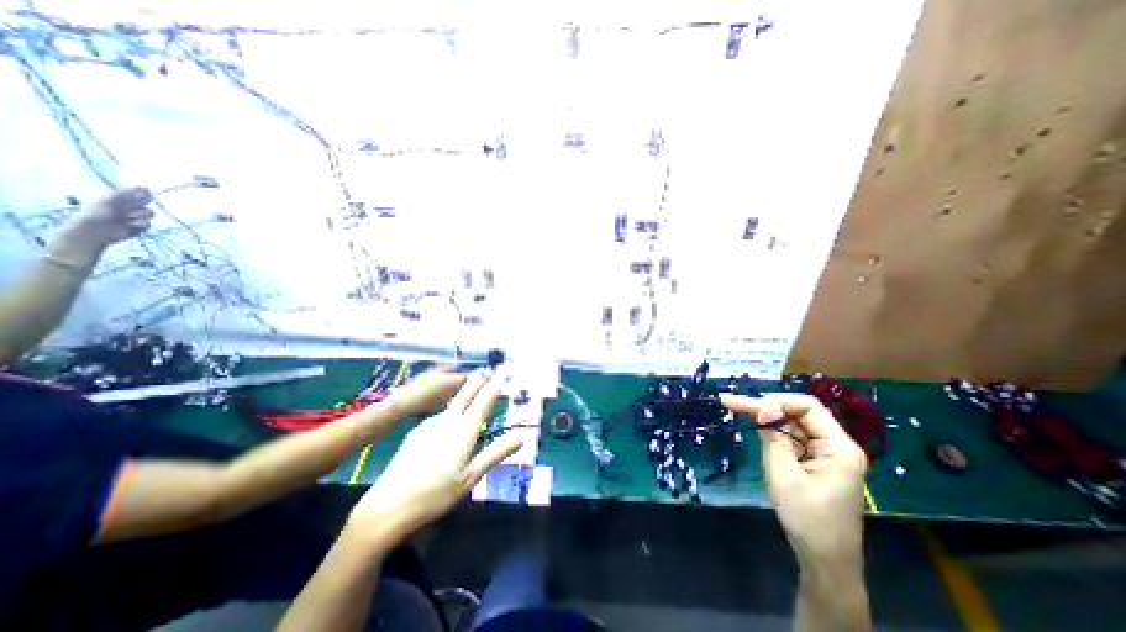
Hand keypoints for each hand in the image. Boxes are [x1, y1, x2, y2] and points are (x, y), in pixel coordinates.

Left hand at [61, 185, 152, 249]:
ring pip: (149, 213)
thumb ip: (125, 194)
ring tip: (129, 217)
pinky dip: (141, 224)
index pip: (135, 192)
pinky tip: (131, 225)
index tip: (147, 190)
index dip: (142, 191)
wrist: (94, 232)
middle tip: (137, 204)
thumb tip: (144, 186)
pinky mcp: (140, 226)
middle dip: (143, 203)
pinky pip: (148, 223)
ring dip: (142, 215)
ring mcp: (135, 216)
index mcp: (118, 198)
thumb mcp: (108, 201)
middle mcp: (128, 206)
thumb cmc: (95, 214)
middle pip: (145, 202)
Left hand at [349, 373, 524, 545]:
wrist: (387, 506)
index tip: (504, 372)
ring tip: (473, 387)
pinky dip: (451, 411)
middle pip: (465, 394)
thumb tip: (521, 436)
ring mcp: (429, 425)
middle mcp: (447, 421)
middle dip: (478, 380)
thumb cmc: (434, 495)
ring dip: (464, 393)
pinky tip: (450, 419)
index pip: (484, 402)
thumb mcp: (471, 477)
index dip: (495, 386)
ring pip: (452, 404)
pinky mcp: (416, 432)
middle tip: (487, 368)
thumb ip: (496, 453)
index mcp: (463, 431)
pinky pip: (440, 416)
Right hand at [721, 394, 867, 566]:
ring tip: (735, 408)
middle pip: (799, 414)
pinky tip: (757, 429)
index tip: (748, 406)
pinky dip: (774, 434)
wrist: (825, 563)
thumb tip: (764, 405)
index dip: (777, 401)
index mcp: (839, 448)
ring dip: (767, 419)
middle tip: (729, 401)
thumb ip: (774, 436)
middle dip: (766, 407)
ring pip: (793, 426)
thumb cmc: (807, 519)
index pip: (808, 407)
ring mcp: (827, 456)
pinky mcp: (816, 464)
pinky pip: (794, 440)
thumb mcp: (784, 474)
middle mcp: (836, 446)